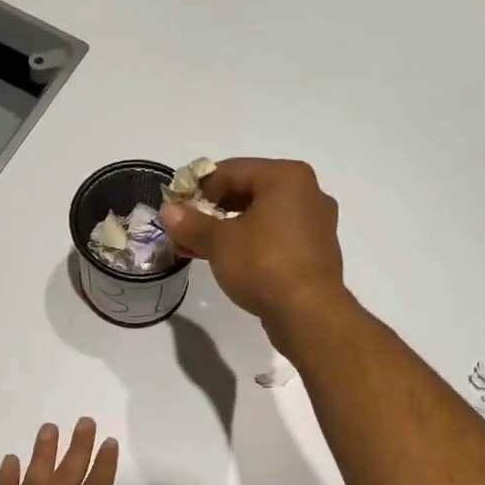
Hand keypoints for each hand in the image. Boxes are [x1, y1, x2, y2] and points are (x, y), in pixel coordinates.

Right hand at [158, 158, 346, 335]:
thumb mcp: (219, 242)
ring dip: (229, 229)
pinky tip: (229, 262)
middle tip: (184, 229)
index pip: (231, 170)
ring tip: (199, 248)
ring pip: (262, 217)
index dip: (197, 187)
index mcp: (286, 177)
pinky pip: (276, 238)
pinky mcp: (316, 253)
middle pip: (248, 191)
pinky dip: (251, 244)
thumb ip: (191, 223)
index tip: (175, 208)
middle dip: (212, 210)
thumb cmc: (264, 264)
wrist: (309, 313)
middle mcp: (308, 193)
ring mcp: (316, 224)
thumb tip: (167, 211)